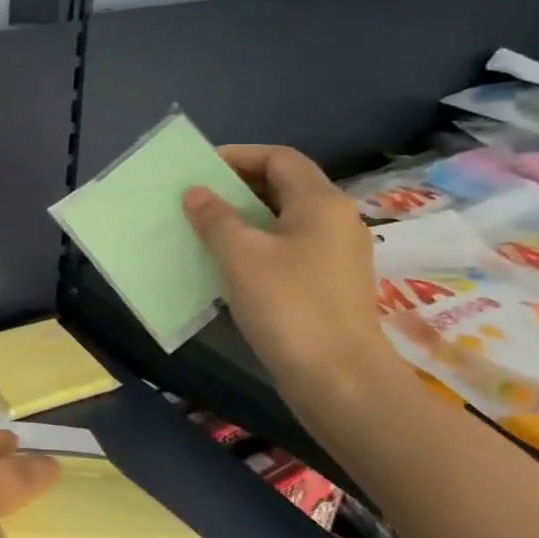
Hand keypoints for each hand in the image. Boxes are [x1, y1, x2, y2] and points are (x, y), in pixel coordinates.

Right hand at [182, 144, 393, 408]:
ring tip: (205, 228)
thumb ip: (216, 217)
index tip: (200, 168)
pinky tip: (229, 266)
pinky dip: (258, 247)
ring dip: (245, 219)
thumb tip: (197, 193)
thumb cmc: (290, 305)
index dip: (239, 156)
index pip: (279, 158)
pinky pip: (289, 250)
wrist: (341, 382)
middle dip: (238, 187)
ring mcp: (337, 256)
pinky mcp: (330, 287)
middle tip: (197, 197)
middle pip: (284, 187)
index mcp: (320, 202)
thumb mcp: (242, 255)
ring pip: (285, 221)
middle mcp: (336, 221)